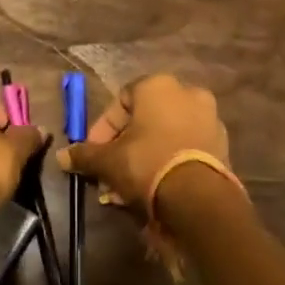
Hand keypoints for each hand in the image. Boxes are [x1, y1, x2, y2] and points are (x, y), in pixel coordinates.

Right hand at [56, 74, 230, 216]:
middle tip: (110, 172)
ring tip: (130, 187)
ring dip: (145, 157)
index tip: (94, 153)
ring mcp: (209, 119)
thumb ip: (85, 155)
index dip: (103, 128)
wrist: (199, 198)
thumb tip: (62, 157)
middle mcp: (188, 93)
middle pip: (145, 119)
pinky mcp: (222, 145)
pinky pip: (186, 149)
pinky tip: (155, 188)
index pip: (120, 100)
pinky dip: (169, 163)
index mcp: (158, 85)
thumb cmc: (147, 163)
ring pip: (166, 136)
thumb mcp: (108, 161)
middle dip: (124, 146)